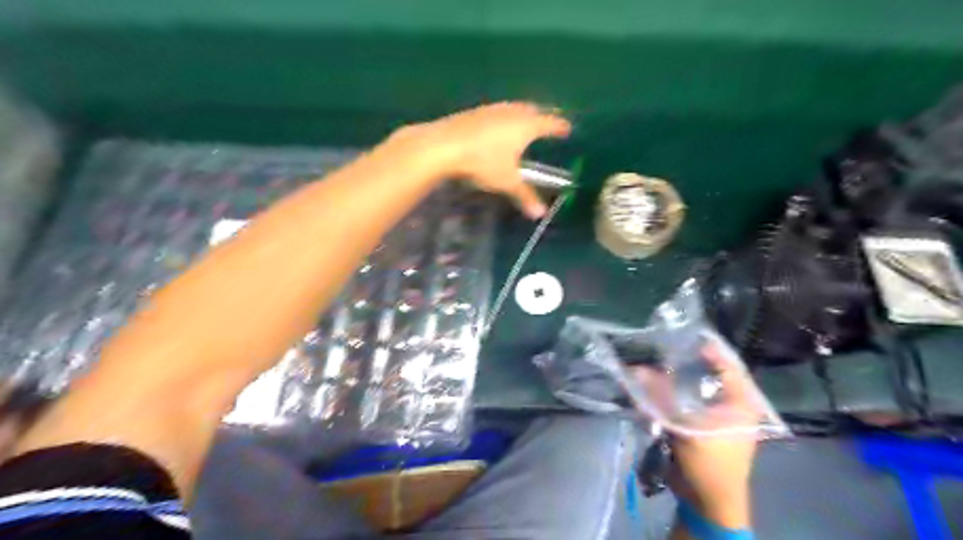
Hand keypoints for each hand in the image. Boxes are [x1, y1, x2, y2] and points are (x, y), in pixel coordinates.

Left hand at [391, 102, 569, 217]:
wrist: (444, 144)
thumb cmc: (483, 161)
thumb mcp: (506, 181)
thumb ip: (525, 196)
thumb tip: (541, 214)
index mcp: (527, 125)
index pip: (550, 122)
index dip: (560, 126)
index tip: (568, 129)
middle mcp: (513, 111)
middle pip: (534, 109)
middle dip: (543, 116)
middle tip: (549, 123)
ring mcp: (493, 109)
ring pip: (515, 108)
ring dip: (523, 114)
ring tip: (526, 123)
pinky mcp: (476, 111)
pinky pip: (498, 111)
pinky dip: (505, 117)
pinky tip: (498, 127)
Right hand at [633, 342, 759, 525]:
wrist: (708, 502)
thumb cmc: (708, 463)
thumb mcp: (684, 426)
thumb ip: (660, 396)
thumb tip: (635, 370)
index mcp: (741, 401)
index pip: (726, 363)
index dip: (705, 348)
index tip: (679, 335)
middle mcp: (731, 404)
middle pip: (707, 373)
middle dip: (683, 362)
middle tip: (661, 347)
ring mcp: (716, 415)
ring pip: (693, 387)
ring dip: (672, 379)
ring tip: (652, 364)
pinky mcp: (701, 425)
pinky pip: (685, 402)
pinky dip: (669, 395)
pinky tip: (652, 388)